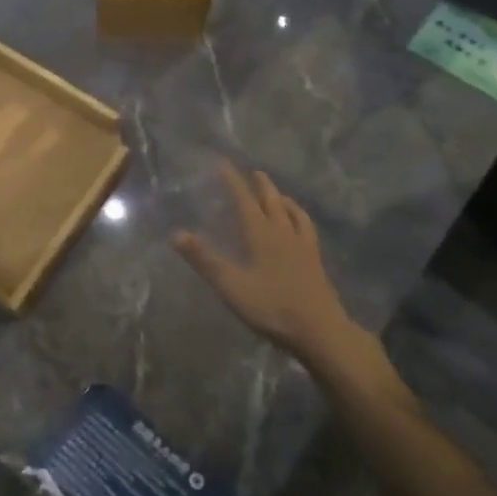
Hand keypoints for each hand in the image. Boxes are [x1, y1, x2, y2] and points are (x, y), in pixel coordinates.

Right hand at [174, 161, 385, 387]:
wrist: (320, 331)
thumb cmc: (272, 307)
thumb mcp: (231, 285)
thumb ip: (204, 260)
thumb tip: (175, 233)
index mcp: (261, 235)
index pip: (244, 201)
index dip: (233, 181)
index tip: (223, 164)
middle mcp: (283, 233)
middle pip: (272, 201)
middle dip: (261, 185)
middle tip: (254, 172)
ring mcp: (303, 246)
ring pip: (292, 213)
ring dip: (282, 199)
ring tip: (277, 194)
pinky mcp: (315, 261)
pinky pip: (307, 229)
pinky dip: (300, 218)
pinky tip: (299, 225)